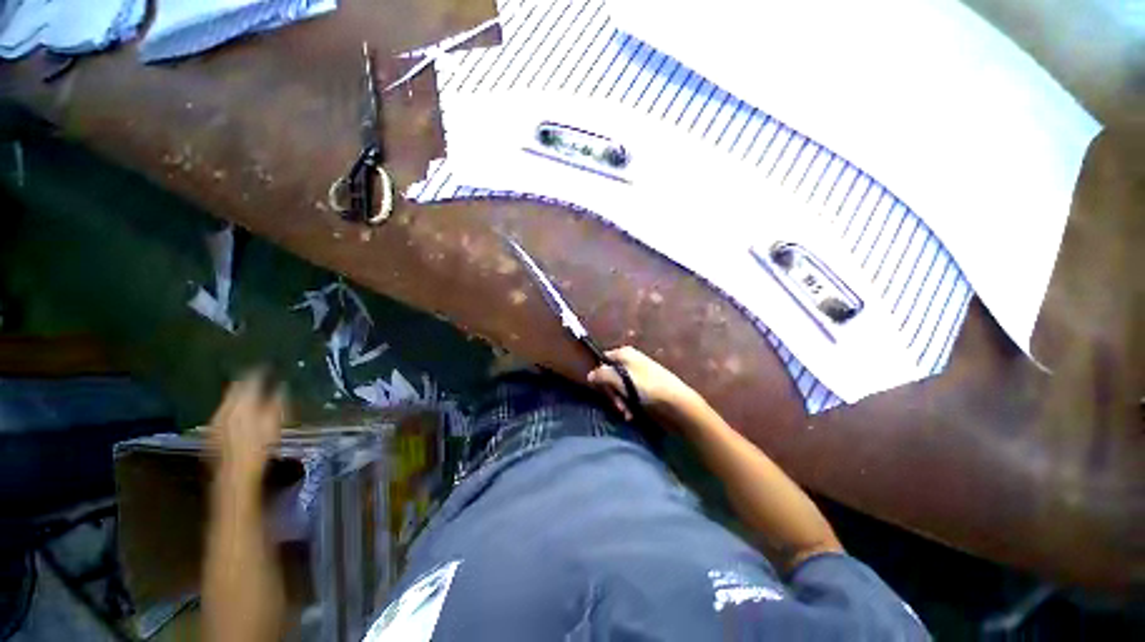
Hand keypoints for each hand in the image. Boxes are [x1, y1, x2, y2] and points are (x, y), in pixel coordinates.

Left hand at [210, 371, 285, 482]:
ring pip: (227, 401)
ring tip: (250, 396)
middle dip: (245, 382)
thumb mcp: (275, 422)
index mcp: (243, 401)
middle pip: (235, 388)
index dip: (259, 372)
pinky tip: (239, 415)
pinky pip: (223, 414)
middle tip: (257, 378)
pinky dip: (232, 410)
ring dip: (238, 396)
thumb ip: (277, 401)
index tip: (267, 367)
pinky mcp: (211, 431)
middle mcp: (226, 406)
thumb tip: (282, 386)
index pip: (250, 379)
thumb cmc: (261, 445)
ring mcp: (216, 419)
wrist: (234, 472)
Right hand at [587, 346, 700, 420]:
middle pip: (611, 375)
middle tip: (618, 405)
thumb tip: (590, 374)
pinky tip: (632, 412)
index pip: (603, 359)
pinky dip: (629, 402)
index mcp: (625, 353)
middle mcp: (630, 359)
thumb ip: (603, 375)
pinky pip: (630, 392)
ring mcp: (638, 372)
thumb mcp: (621, 379)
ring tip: (626, 412)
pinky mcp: (644, 384)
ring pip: (620, 386)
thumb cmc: (647, 386)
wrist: (676, 399)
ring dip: (620, 400)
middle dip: (612, 392)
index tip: (601, 389)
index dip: (600, 374)